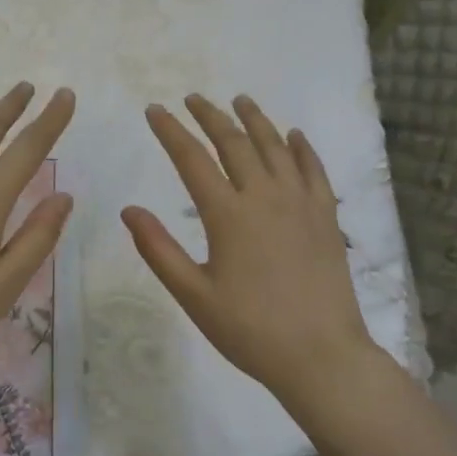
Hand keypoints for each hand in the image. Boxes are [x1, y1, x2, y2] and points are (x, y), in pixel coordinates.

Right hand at [122, 94, 379, 402]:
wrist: (322, 357)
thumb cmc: (250, 330)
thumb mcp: (193, 295)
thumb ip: (158, 249)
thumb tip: (129, 210)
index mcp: (228, 215)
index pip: (192, 159)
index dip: (171, 131)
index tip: (155, 110)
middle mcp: (265, 197)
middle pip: (234, 143)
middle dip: (210, 116)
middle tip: (193, 98)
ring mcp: (301, 204)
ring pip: (276, 147)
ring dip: (255, 120)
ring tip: (240, 100)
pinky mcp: (327, 217)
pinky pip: (314, 170)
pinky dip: (303, 148)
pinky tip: (294, 136)